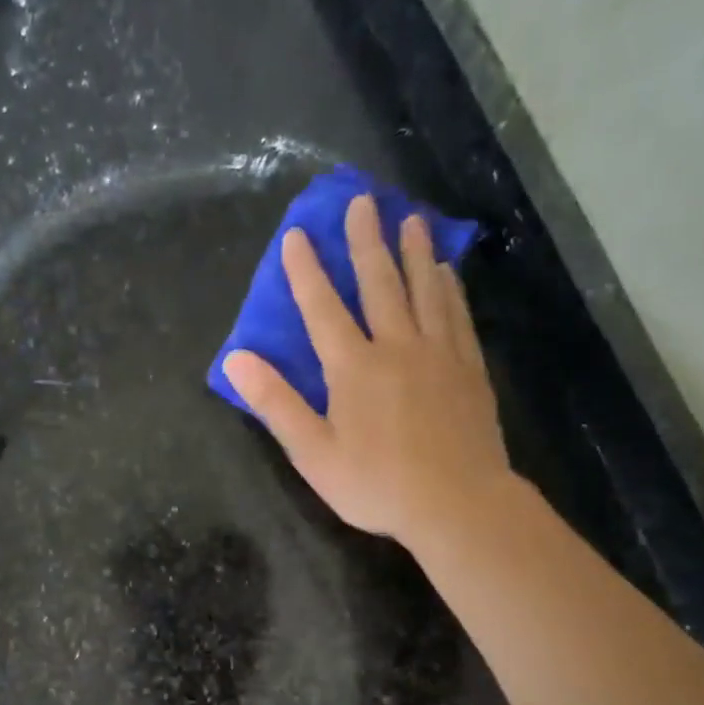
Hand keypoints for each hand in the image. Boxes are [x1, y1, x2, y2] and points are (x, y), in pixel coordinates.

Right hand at [222, 194, 512, 551]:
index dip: (305, 271)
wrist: (458, 504)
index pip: (322, 307)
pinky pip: (456, 316)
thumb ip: (276, 403)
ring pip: (424, 290)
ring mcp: (438, 354)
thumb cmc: (376, 484)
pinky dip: (449, 288)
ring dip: (414, 251)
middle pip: (379, 283)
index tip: (297, 234)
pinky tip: (447, 272)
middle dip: (366, 241)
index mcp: (352, 367)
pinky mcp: (468, 369)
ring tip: (410, 219)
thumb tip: (236, 360)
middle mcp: (396, 347)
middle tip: (363, 200)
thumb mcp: (312, 453)